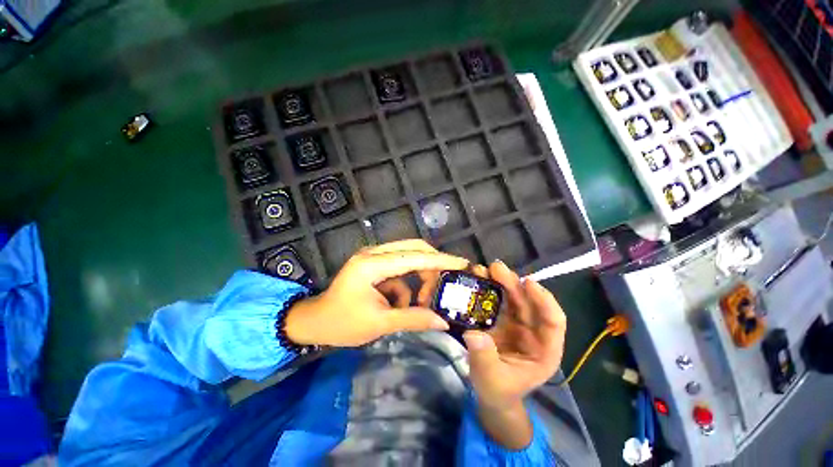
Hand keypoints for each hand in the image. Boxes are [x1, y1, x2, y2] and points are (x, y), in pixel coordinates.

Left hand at [284, 240, 468, 346]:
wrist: (314, 321)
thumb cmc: (342, 324)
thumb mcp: (380, 324)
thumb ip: (413, 319)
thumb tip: (443, 322)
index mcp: (372, 264)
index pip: (415, 257)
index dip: (441, 261)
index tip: (463, 264)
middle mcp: (374, 253)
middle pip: (414, 249)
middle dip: (432, 267)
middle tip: (444, 287)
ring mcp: (374, 256)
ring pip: (409, 258)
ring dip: (419, 279)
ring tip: (421, 303)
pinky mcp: (375, 263)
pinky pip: (400, 269)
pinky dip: (406, 285)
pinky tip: (399, 304)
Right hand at [463, 261, 566, 448]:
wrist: (490, 392)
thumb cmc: (498, 390)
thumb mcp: (492, 380)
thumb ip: (485, 358)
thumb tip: (474, 334)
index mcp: (544, 351)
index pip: (553, 322)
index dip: (544, 300)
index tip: (528, 283)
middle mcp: (533, 332)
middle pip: (529, 303)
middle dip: (514, 284)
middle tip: (496, 268)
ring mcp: (517, 324)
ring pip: (513, 297)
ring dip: (501, 281)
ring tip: (485, 269)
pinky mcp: (502, 319)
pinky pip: (498, 300)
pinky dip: (490, 288)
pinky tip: (480, 279)